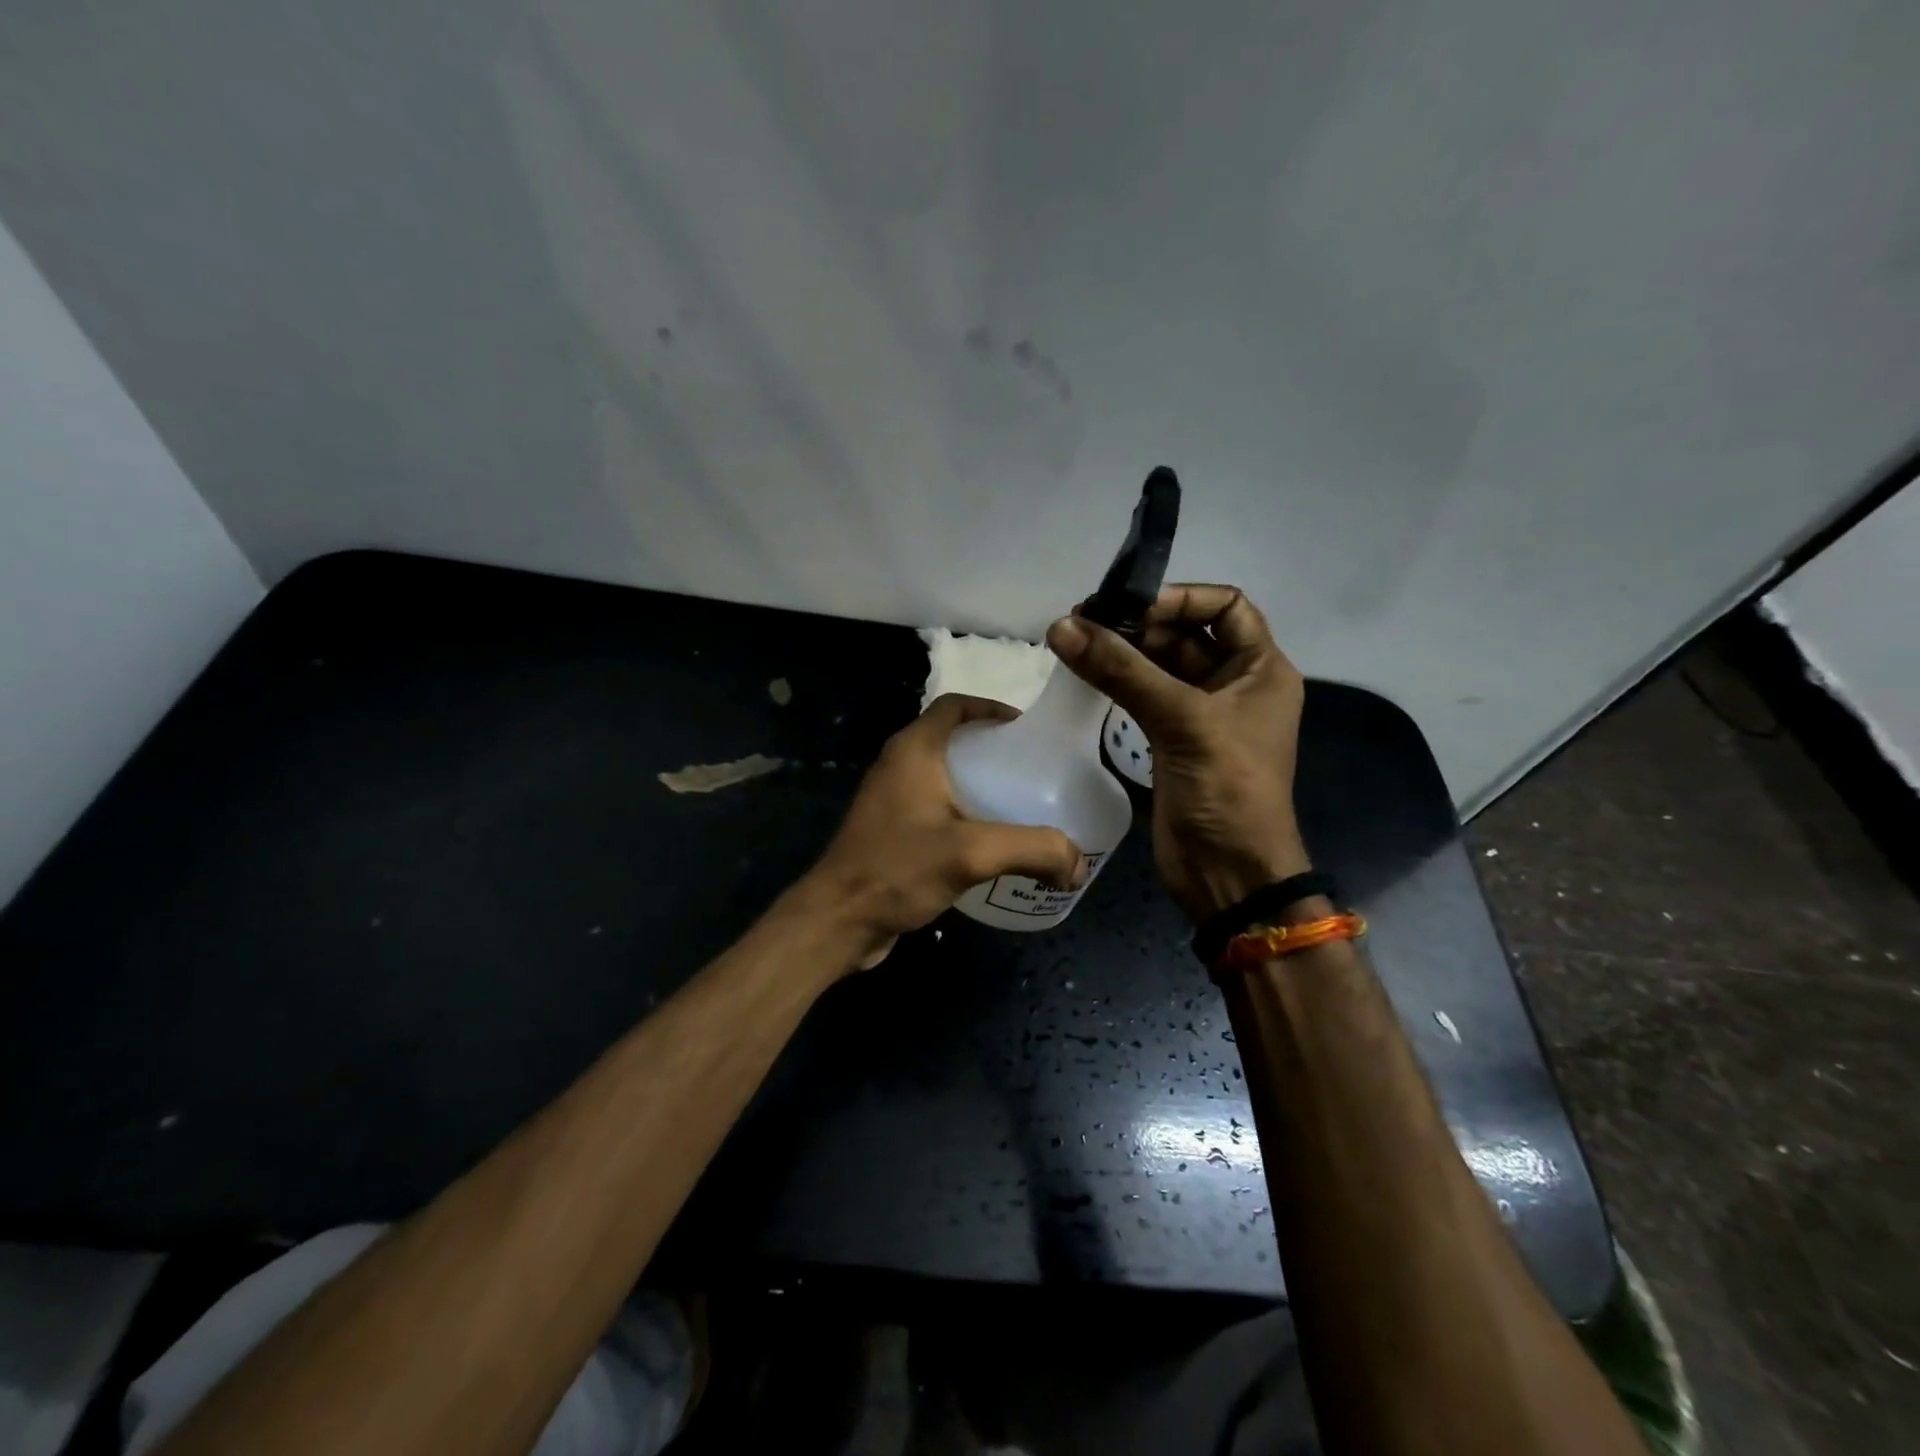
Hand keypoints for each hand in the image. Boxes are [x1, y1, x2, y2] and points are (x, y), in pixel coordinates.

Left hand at [802, 694, 1090, 968]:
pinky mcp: (891, 831)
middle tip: (1034, 773)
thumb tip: (1078, 864)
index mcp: (913, 750)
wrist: (838, 920)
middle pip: (953, 740)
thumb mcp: (972, 853)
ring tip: (1021, 807)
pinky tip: (991, 843)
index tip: (1028, 730)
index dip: (992, 708)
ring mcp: (891, 800)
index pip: (955, 706)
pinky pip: (936, 809)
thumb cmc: (898, 868)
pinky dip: (965, 814)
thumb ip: (1033, 850)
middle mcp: (899, 765)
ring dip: (980, 785)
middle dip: (994, 751)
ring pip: (945, 777)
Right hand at [1047, 585, 1309, 924]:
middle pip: (1184, 634)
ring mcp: (1200, 714)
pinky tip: (1083, 671)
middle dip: (1138, 623)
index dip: (1180, 597)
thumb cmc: (1227, 789)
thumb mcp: (1183, 721)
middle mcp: (1233, 683)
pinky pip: (1142, 696)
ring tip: (1072, 638)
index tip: (1127, 604)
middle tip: (1082, 619)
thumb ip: (1123, 672)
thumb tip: (1062, 626)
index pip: (1226, 606)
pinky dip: (1116, 681)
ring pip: (1158, 666)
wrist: (1229, 873)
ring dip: (1121, 651)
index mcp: (1261, 669)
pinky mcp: (1171, 740)